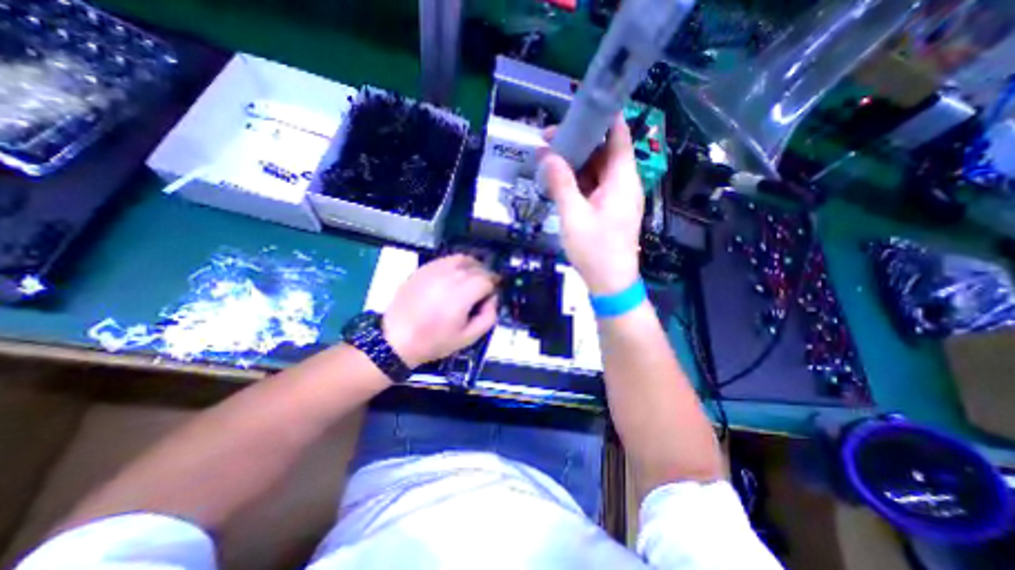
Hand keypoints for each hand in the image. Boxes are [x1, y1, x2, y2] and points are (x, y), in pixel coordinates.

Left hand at [381, 254, 497, 369]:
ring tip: (470, 280)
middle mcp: (449, 277)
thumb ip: (489, 317)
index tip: (490, 297)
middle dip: (485, 276)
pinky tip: (453, 278)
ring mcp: (434, 270)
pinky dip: (456, 265)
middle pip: (477, 267)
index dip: (493, 287)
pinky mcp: (423, 269)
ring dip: (472, 267)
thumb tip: (492, 298)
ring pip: (462, 259)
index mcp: (461, 295)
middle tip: (482, 290)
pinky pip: (446, 260)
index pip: (487, 279)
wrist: (396, 339)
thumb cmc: (435, 341)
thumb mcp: (469, 337)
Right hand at [539, 113, 640, 296]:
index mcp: (621, 178)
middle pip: (604, 151)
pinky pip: (594, 186)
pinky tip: (559, 181)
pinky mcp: (609, 209)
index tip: (576, 107)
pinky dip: (578, 181)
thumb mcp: (573, 215)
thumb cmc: (595, 249)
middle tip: (548, 139)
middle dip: (578, 142)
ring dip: (575, 163)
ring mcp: (617, 197)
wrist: (610, 282)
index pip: (618, 134)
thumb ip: (561, 183)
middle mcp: (623, 183)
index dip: (601, 116)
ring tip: (549, 158)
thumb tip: (547, 156)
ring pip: (597, 169)